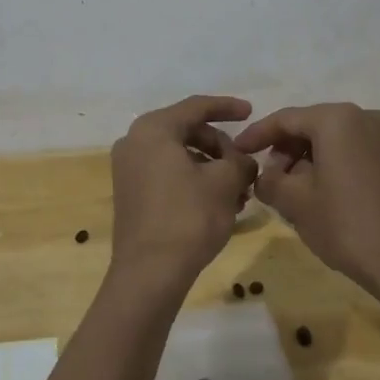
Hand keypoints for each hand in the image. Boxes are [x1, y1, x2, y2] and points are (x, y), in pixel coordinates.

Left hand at [109, 95, 258, 292]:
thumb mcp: (225, 183)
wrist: (149, 273)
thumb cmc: (188, 217)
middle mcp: (134, 141)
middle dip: (221, 147)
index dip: (227, 107)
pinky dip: (194, 181)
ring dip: (211, 168)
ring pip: (179, 155)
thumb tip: (245, 160)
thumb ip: (240, 161)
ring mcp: (128, 168)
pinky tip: (219, 203)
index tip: (251, 112)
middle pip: (187, 131)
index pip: (196, 107)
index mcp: (153, 129)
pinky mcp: (130, 193)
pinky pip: (167, 174)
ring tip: (239, 193)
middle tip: (245, 166)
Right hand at [234, 103, 379, 302]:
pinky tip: (318, 192)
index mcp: (336, 119)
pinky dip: (330, 164)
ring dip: (306, 159)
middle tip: (266, 178)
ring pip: (332, 138)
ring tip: (290, 190)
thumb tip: (265, 176)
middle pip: (310, 125)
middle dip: (284, 149)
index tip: (238, 152)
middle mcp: (363, 116)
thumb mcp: (295, 203)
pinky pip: (351, 150)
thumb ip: (269, 180)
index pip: (285, 119)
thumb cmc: (346, 225)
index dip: (257, 135)